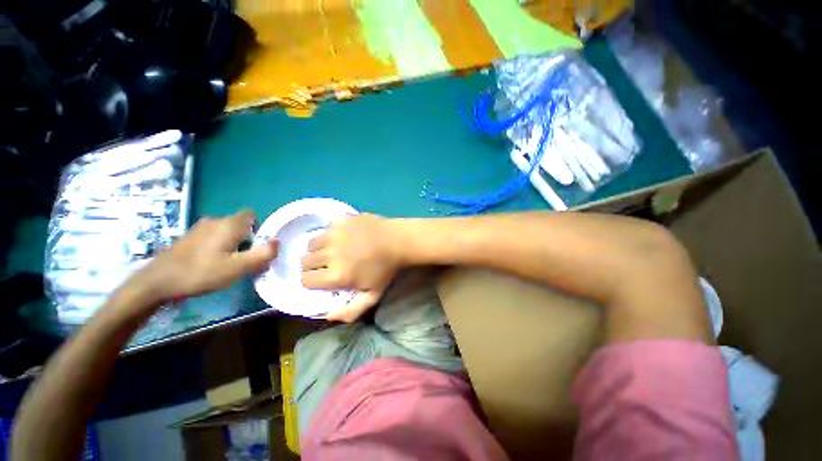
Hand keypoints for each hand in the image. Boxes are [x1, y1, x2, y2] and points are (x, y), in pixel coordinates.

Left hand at [132, 210, 277, 305]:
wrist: (156, 282)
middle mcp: (215, 221)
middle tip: (243, 260)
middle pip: (240, 225)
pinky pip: (212, 237)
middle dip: (246, 240)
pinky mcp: (188, 238)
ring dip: (231, 244)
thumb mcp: (238, 268)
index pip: (252, 215)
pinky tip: (209, 264)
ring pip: (225, 232)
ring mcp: (199, 228)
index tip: (256, 246)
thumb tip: (278, 242)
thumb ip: (262, 254)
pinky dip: (217, 247)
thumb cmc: (201, 273)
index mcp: (229, 225)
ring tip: (227, 264)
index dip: (259, 229)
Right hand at [301, 214, 401, 321]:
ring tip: (333, 249)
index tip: (322, 279)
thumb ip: (351, 311)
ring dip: (319, 248)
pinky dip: (330, 232)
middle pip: (305, 261)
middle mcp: (331, 254)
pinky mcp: (341, 219)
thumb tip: (327, 316)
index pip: (305, 280)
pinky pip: (326, 227)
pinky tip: (343, 235)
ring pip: (312, 243)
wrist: (398, 241)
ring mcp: (335, 234)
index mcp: (337, 275)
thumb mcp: (373, 295)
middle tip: (327, 264)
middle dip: (313, 266)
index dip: (312, 281)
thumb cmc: (387, 269)